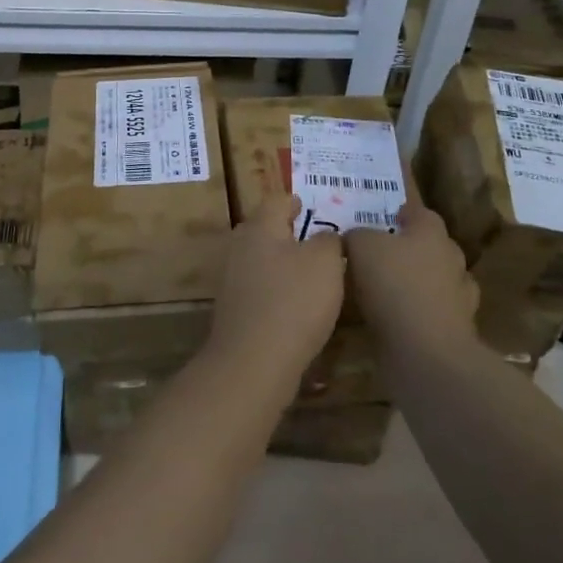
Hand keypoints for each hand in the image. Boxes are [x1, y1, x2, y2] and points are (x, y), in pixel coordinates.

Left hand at [205, 194, 345, 381]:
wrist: (253, 363)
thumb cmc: (293, 302)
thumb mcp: (325, 263)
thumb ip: (329, 241)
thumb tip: (326, 235)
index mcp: (260, 227)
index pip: (276, 200)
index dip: (294, 201)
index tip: (309, 206)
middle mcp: (241, 247)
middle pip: (264, 229)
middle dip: (287, 232)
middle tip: (315, 240)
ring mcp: (233, 279)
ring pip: (261, 260)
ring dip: (283, 263)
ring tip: (311, 274)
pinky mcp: (235, 309)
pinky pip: (259, 288)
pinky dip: (277, 290)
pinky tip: (296, 305)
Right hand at [344, 197, 477, 360]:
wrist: (425, 352)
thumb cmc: (393, 285)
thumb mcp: (360, 247)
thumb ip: (356, 235)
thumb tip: (354, 238)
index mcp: (432, 233)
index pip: (420, 213)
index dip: (402, 214)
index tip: (384, 219)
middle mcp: (451, 260)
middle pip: (432, 247)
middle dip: (410, 249)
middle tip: (380, 255)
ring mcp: (458, 298)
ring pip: (435, 281)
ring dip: (416, 284)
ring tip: (386, 291)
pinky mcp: (454, 331)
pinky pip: (432, 313)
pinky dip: (417, 314)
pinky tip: (395, 320)